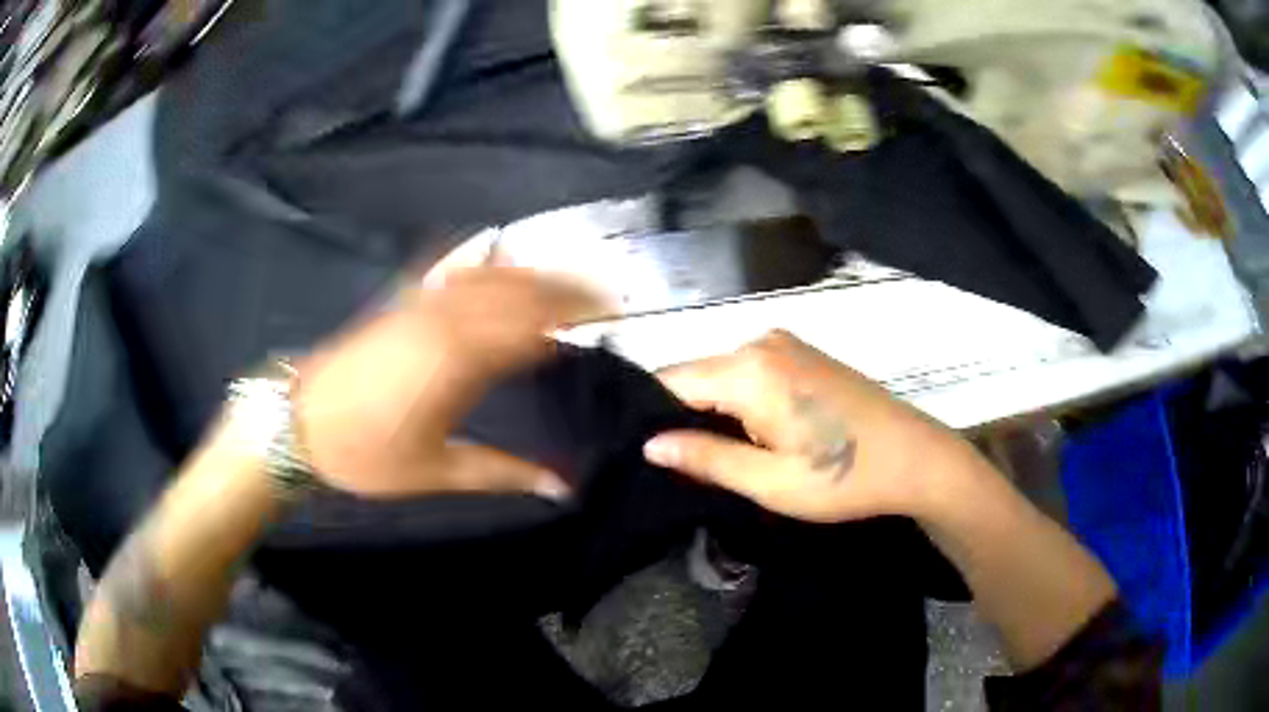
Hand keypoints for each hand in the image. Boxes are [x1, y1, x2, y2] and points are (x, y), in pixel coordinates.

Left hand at [294, 267, 607, 498]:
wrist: (299, 423)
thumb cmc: (366, 455)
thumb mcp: (437, 472)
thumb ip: (503, 473)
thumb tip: (561, 486)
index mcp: (459, 362)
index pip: (532, 328)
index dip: (573, 320)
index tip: (609, 320)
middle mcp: (446, 320)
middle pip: (519, 291)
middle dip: (566, 288)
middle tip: (606, 295)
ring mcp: (421, 304)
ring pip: (490, 275)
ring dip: (533, 273)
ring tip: (566, 279)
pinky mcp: (402, 301)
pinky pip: (453, 271)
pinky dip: (484, 263)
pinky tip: (497, 256)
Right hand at [643, 331, 983, 522]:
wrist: (917, 458)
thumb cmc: (844, 477)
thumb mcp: (770, 481)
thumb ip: (705, 458)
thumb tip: (650, 444)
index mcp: (748, 370)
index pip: (670, 382)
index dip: (654, 419)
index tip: (650, 457)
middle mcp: (761, 343)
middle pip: (697, 377)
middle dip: (686, 418)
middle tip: (688, 468)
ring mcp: (786, 344)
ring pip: (724, 376)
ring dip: (716, 412)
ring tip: (720, 457)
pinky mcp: (804, 354)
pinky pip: (751, 373)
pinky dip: (742, 402)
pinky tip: (755, 436)